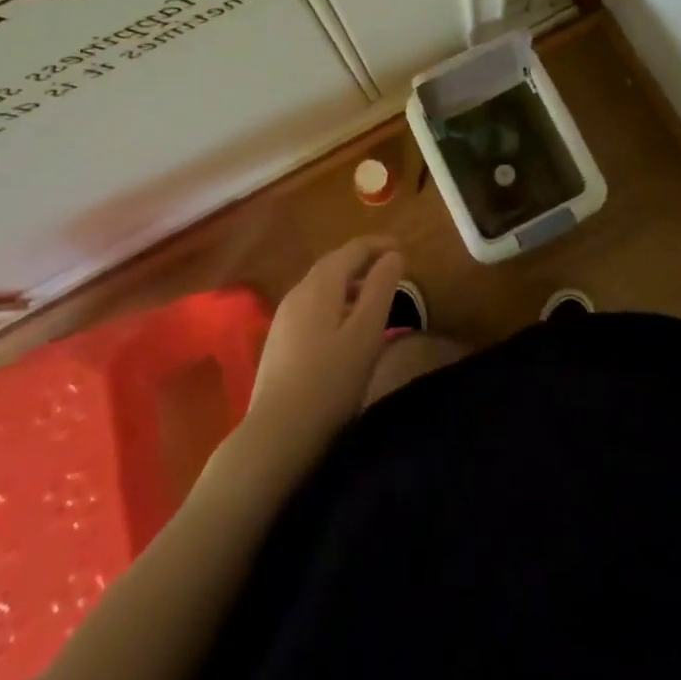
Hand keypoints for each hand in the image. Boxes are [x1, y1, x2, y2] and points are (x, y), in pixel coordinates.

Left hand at [245, 237, 404, 464]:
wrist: (277, 434)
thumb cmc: (331, 381)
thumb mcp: (367, 332)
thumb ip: (382, 288)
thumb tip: (393, 255)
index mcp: (321, 284)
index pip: (353, 249)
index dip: (379, 245)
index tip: (403, 249)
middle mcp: (299, 291)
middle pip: (334, 263)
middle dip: (364, 262)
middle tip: (391, 271)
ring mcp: (284, 316)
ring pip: (322, 286)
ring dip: (349, 283)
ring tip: (373, 299)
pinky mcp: (279, 340)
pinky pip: (312, 305)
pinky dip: (335, 302)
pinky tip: (344, 327)